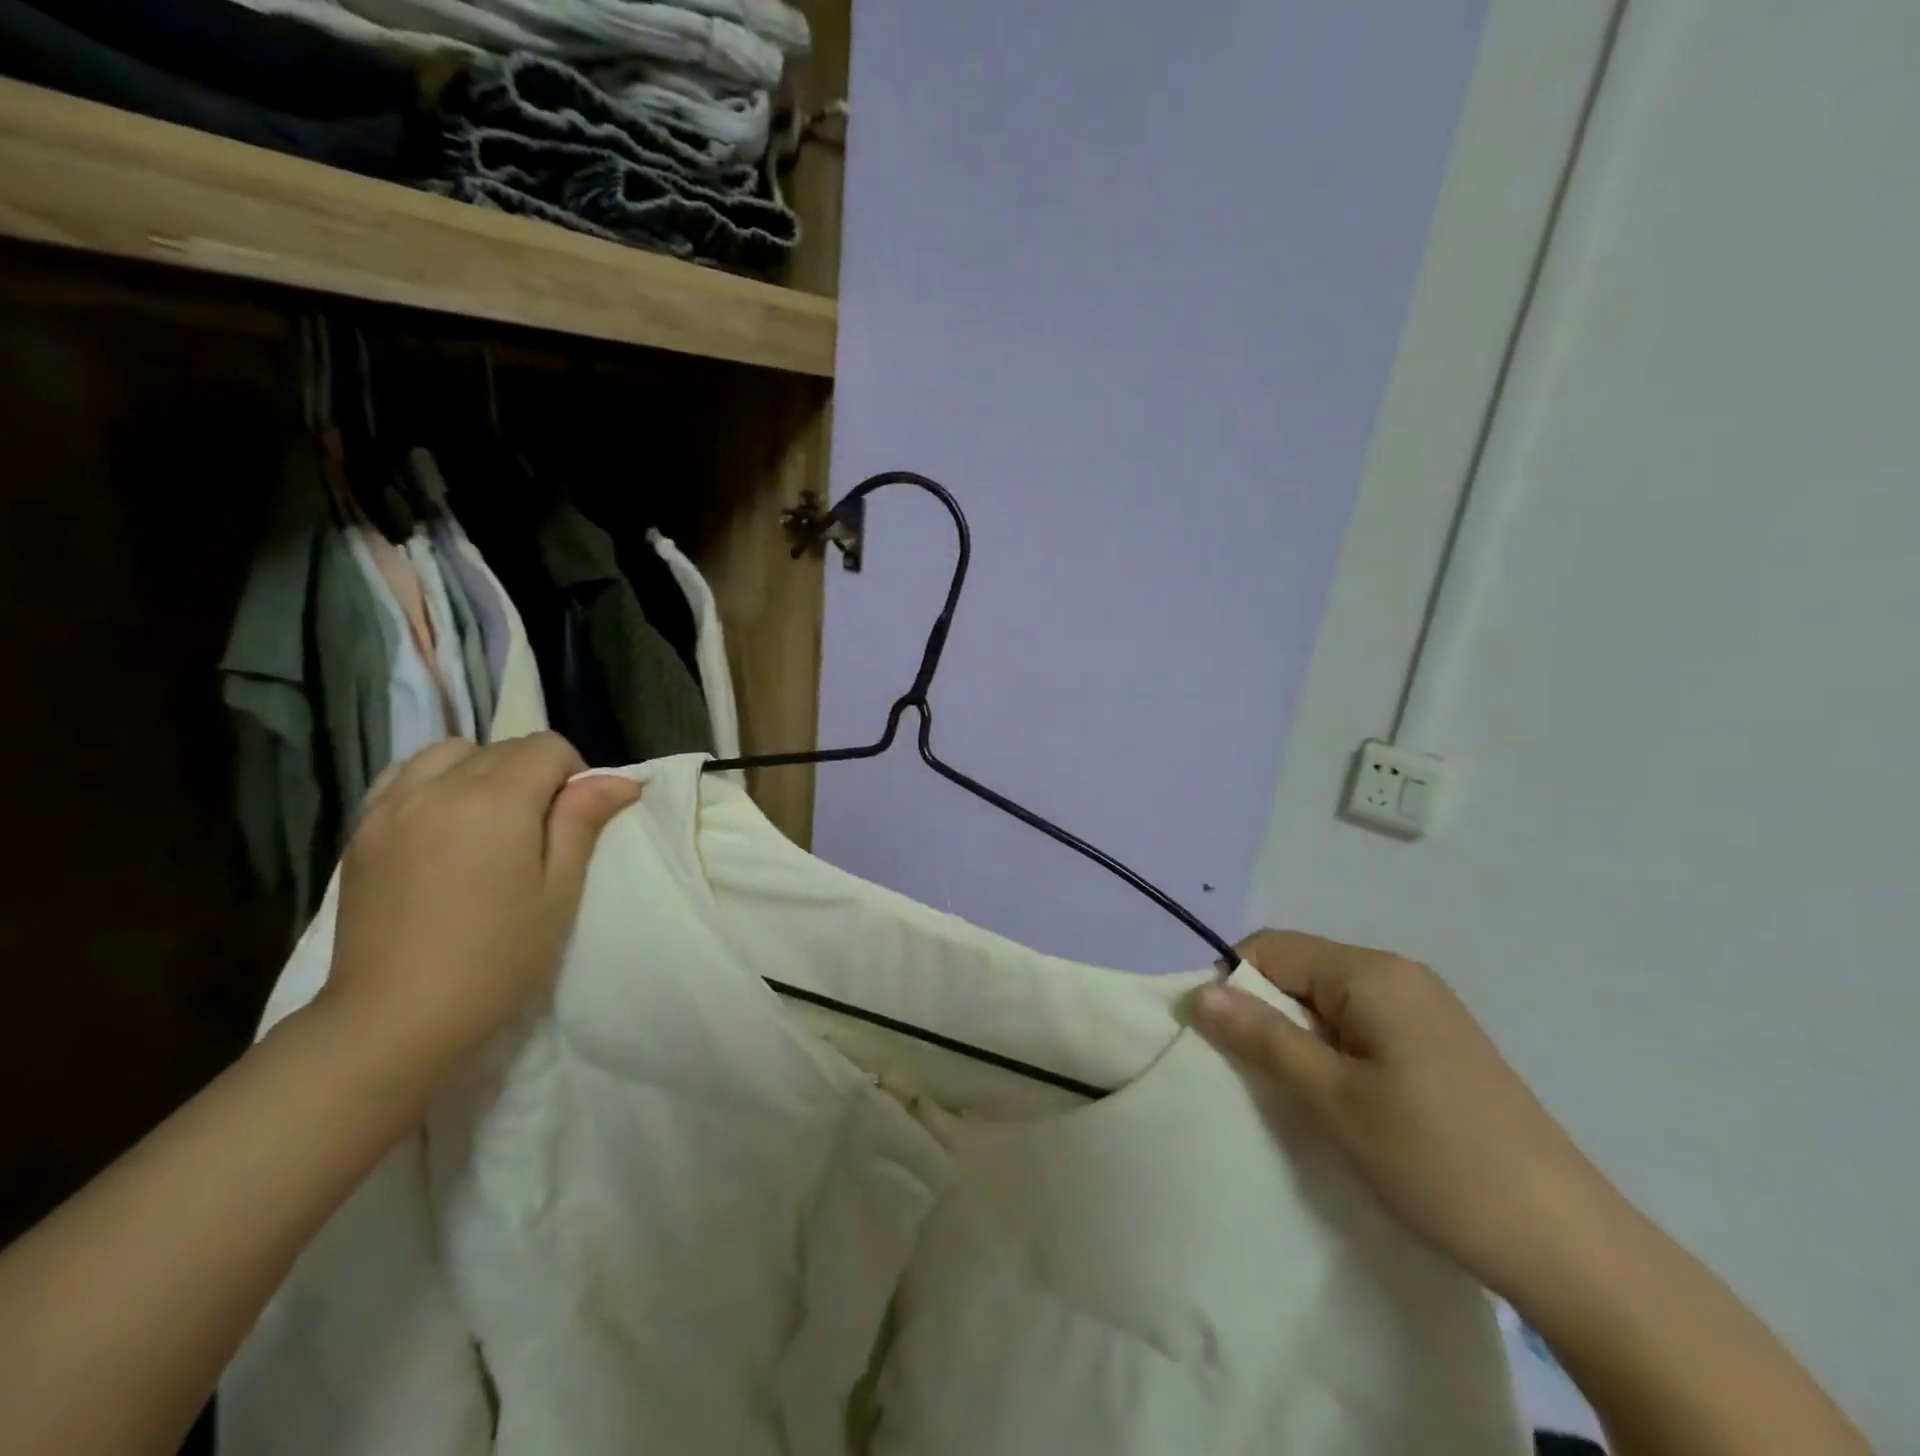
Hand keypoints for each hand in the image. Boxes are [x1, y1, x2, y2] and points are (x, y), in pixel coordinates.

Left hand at [316, 734, 641, 1097]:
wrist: (396, 1017)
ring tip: (489, 819)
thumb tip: (620, 780)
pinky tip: (443, 822)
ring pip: (450, 753)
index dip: (574, 774)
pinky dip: (434, 781)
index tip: (575, 820)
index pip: (548, 747)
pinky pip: (404, 776)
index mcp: (496, 799)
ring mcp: (392, 806)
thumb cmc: (498, 957)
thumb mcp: (560, 890)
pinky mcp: (362, 830)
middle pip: (503, 748)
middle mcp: (440, 786)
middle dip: (534, 773)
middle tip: (540, 831)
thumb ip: (583, 821)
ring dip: (482, 769)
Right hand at [1191, 930, 1612, 1302]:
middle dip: (1266, 1015)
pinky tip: (1343, 1103)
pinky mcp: (1439, 1045)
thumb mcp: (1335, 1099)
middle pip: (1300, 972)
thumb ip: (1263, 1038)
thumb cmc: (1439, 1161)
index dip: (1234, 986)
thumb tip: (1198, 992)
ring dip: (1299, 1039)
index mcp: (1374, 973)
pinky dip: (1334, 1054)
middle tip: (1258, 1079)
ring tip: (1300, 1096)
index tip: (1221, 1044)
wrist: (1572, 1248)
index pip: (1271, 949)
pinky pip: (1360, 1027)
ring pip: (1327, 1003)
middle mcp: (1400, 976)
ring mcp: (1425, 1010)